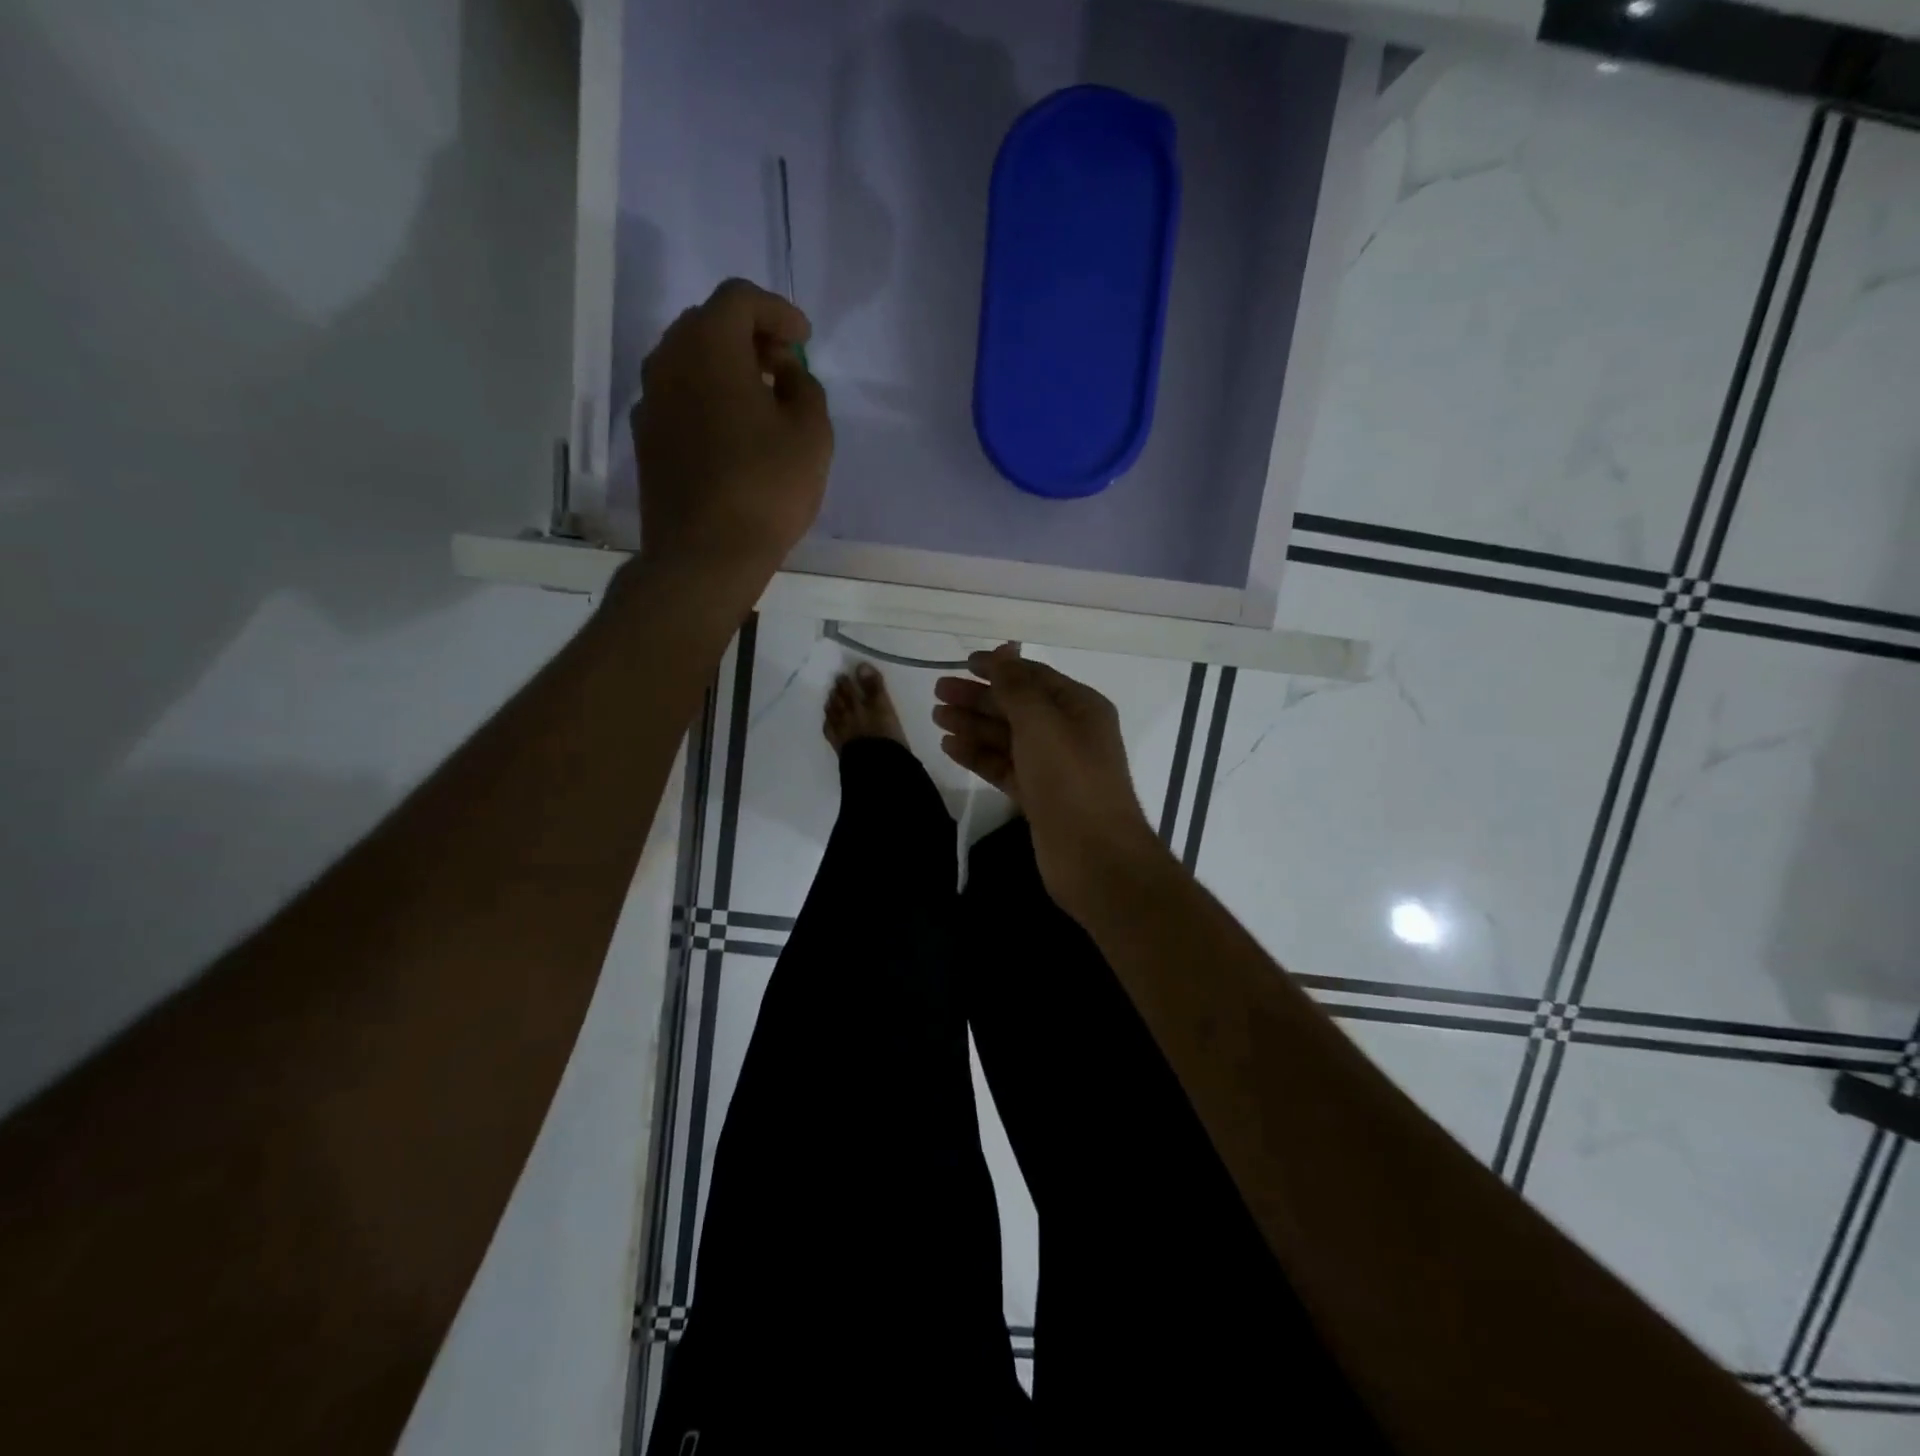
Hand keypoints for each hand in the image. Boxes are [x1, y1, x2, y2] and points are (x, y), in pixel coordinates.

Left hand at [630, 278, 832, 604]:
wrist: (704, 554)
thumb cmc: (766, 488)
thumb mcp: (812, 434)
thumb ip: (805, 388)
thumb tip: (784, 373)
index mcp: (709, 346)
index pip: (740, 299)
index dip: (778, 311)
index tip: (804, 338)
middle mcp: (668, 360)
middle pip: (708, 324)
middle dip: (750, 336)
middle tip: (783, 366)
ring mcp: (650, 401)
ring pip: (689, 362)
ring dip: (726, 368)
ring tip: (762, 401)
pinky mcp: (647, 439)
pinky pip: (679, 398)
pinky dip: (707, 398)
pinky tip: (733, 434)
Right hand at [934, 645, 1164, 916]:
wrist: (1094, 856)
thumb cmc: (1070, 779)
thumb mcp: (1041, 722)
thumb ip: (1016, 686)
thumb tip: (1002, 652)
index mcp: (1079, 707)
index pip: (1034, 677)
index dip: (999, 667)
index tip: (962, 663)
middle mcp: (1068, 733)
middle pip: (1017, 707)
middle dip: (979, 697)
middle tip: (938, 691)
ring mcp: (1053, 767)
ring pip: (1007, 738)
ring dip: (974, 725)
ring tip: (937, 717)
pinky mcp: (1038, 797)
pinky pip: (1004, 767)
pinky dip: (979, 755)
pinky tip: (950, 747)